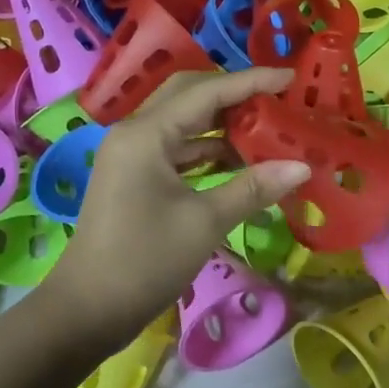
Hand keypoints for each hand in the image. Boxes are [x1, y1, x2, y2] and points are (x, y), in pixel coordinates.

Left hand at [41, 68, 311, 354]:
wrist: (87, 310)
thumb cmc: (144, 261)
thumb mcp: (204, 222)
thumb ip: (253, 188)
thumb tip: (302, 166)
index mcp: (146, 134)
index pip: (207, 92)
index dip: (252, 81)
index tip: (292, 77)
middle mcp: (135, 133)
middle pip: (191, 96)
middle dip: (235, 95)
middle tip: (278, 99)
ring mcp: (132, 155)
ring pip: (184, 123)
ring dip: (223, 125)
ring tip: (268, 129)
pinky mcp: (135, 178)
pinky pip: (177, 149)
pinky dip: (208, 151)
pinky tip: (240, 161)